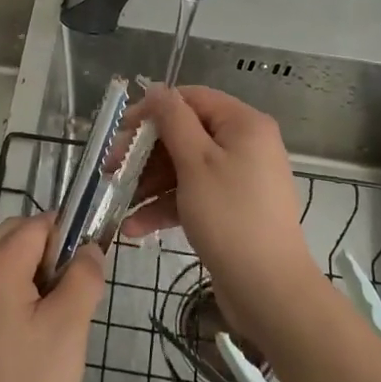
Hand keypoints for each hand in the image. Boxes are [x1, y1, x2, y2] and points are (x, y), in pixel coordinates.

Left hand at [0, 213, 105, 381]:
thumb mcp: (69, 329)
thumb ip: (84, 277)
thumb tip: (88, 249)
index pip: (38, 225)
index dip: (67, 240)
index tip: (85, 275)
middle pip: (15, 235)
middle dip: (47, 253)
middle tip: (68, 298)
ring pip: (0, 258)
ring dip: (28, 272)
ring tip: (48, 318)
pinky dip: (9, 291)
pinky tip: (23, 334)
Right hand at [122, 85, 325, 343]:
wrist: (269, 292)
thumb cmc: (230, 217)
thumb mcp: (195, 162)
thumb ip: (173, 120)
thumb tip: (157, 89)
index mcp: (244, 124)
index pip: (192, 99)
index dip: (154, 110)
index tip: (122, 131)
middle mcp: (245, 145)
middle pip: (186, 134)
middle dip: (146, 153)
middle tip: (111, 170)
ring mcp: (239, 179)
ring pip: (185, 167)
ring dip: (150, 183)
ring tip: (117, 201)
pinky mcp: (231, 209)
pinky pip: (194, 195)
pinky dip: (167, 206)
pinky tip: (134, 228)